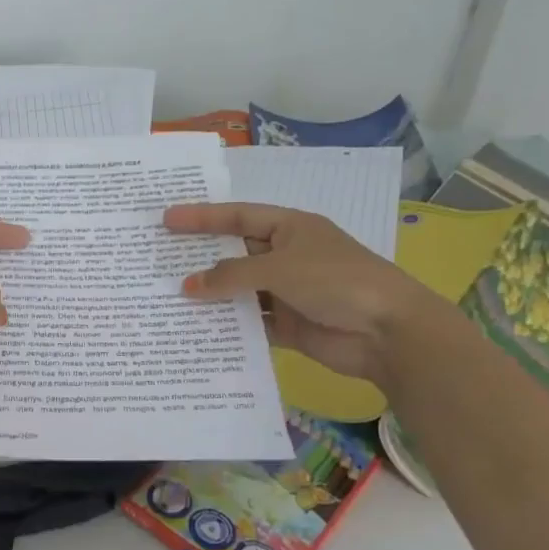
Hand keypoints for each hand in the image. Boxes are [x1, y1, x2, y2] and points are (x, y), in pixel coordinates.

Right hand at [164, 202, 437, 384]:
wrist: (388, 332)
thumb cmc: (336, 281)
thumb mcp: (280, 268)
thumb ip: (231, 275)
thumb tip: (188, 286)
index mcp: (291, 229)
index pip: (238, 217)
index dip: (202, 217)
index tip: (167, 219)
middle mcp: (287, 257)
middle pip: (235, 254)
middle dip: (201, 258)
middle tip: (159, 260)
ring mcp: (287, 292)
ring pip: (240, 290)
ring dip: (212, 295)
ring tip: (169, 297)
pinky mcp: (288, 325)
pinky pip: (250, 322)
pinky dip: (228, 325)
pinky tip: (197, 328)